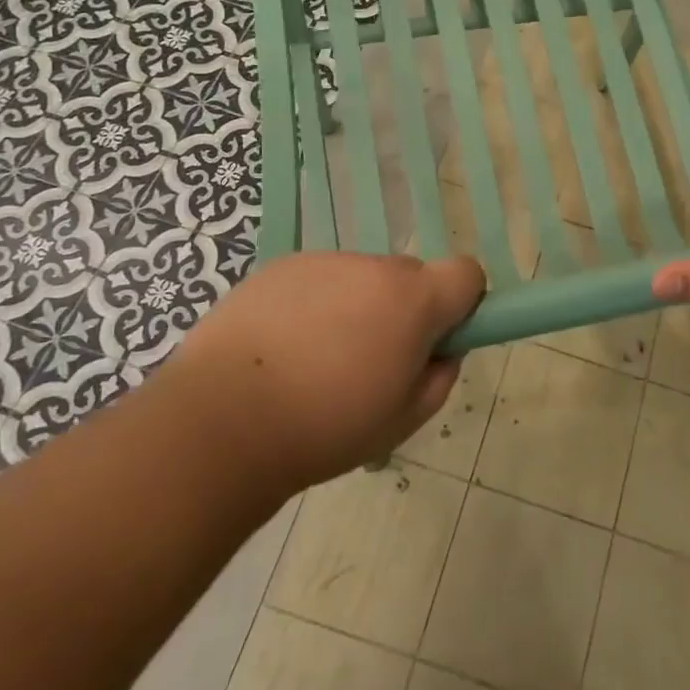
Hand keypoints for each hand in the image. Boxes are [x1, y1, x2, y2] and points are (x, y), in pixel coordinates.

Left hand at [174, 251, 484, 488]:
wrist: (223, 421)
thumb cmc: (326, 427)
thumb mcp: (403, 421)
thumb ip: (439, 378)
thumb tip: (441, 352)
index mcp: (413, 300)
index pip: (466, 273)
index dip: (461, 304)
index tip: (436, 340)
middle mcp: (373, 267)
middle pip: (409, 277)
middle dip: (402, 310)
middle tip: (369, 361)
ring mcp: (323, 261)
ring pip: (360, 278)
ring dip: (354, 306)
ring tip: (314, 360)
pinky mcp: (279, 266)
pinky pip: (317, 280)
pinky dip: (312, 305)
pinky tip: (280, 349)